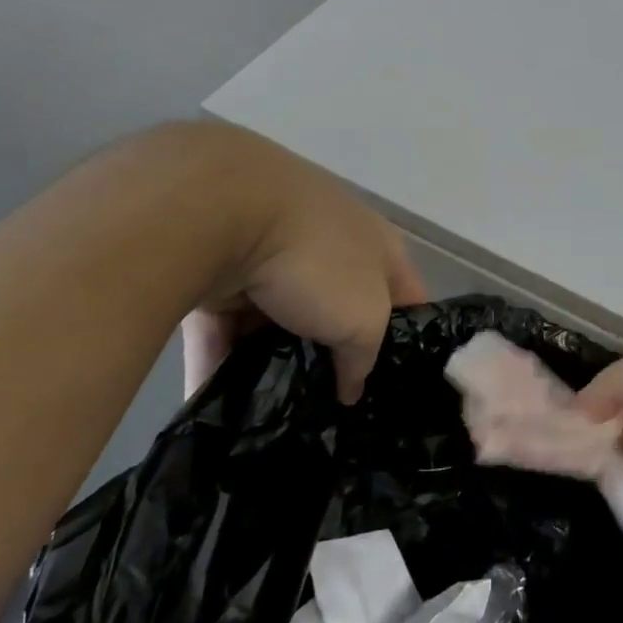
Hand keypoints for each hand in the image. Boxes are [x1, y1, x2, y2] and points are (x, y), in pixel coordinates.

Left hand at [180, 127, 425, 402]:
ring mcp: (270, 250)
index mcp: (376, 245)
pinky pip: (222, 326)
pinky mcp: (216, 265)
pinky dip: (218, 362)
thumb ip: (364, 358)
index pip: (406, 297)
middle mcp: (328, 243)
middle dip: (330, 355)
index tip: (393, 385)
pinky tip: (218, 409)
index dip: (406, 340)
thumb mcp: (364, 319)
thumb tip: (350, 387)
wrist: (219, 210)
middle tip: (326, 404)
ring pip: (274, 320)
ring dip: (269, 362)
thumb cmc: (316, 260)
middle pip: (337, 309)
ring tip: (269, 413)